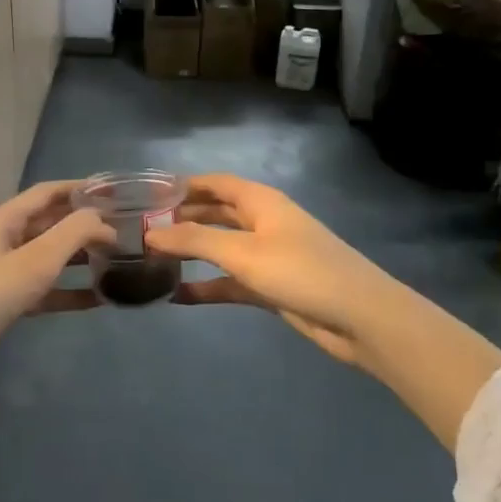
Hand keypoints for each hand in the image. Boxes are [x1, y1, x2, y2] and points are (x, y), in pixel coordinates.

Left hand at [0, 181, 113, 395]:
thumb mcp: (36, 259)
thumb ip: (74, 233)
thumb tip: (103, 220)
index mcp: (3, 221)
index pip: (46, 193)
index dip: (79, 189)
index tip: (115, 192)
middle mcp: (1, 241)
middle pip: (48, 224)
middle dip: (83, 224)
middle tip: (123, 229)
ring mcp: (1, 274)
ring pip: (48, 257)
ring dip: (79, 257)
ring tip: (116, 260)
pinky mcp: (4, 305)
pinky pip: (44, 290)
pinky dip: (68, 291)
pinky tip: (98, 300)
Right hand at [144, 174, 411, 373]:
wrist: (359, 318)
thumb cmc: (302, 271)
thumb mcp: (244, 252)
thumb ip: (196, 240)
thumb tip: (150, 233)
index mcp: (261, 202)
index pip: (216, 183)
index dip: (184, 185)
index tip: (147, 194)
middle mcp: (262, 222)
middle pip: (216, 213)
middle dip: (182, 219)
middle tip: (140, 229)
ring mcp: (267, 256)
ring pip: (220, 248)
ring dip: (191, 252)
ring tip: (150, 259)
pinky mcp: (270, 287)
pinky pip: (230, 281)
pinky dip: (207, 286)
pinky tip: (177, 296)